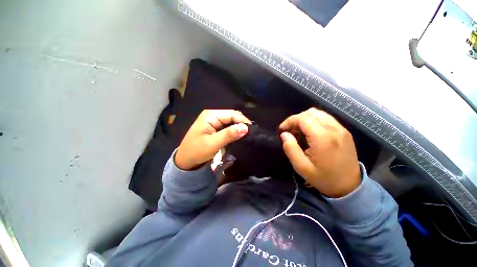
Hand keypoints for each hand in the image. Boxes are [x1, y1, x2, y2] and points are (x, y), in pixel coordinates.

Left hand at [175, 110, 250, 169]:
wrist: (186, 161)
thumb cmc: (196, 151)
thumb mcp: (213, 143)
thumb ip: (229, 134)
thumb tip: (246, 128)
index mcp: (210, 115)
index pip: (231, 114)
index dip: (242, 121)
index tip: (252, 131)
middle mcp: (213, 116)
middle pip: (232, 117)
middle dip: (241, 124)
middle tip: (250, 134)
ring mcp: (214, 122)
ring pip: (231, 122)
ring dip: (238, 128)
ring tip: (246, 136)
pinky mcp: (215, 128)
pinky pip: (227, 127)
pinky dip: (234, 131)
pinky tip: (238, 136)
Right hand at [279, 108, 360, 197]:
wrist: (350, 187)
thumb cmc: (324, 178)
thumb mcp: (301, 167)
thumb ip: (290, 148)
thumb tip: (284, 134)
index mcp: (323, 138)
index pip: (303, 118)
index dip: (290, 121)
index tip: (282, 129)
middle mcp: (334, 129)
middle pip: (311, 113)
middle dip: (296, 119)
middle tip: (290, 130)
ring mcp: (341, 129)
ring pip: (319, 113)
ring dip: (305, 118)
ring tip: (299, 130)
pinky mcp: (344, 132)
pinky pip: (326, 118)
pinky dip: (315, 121)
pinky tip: (310, 132)